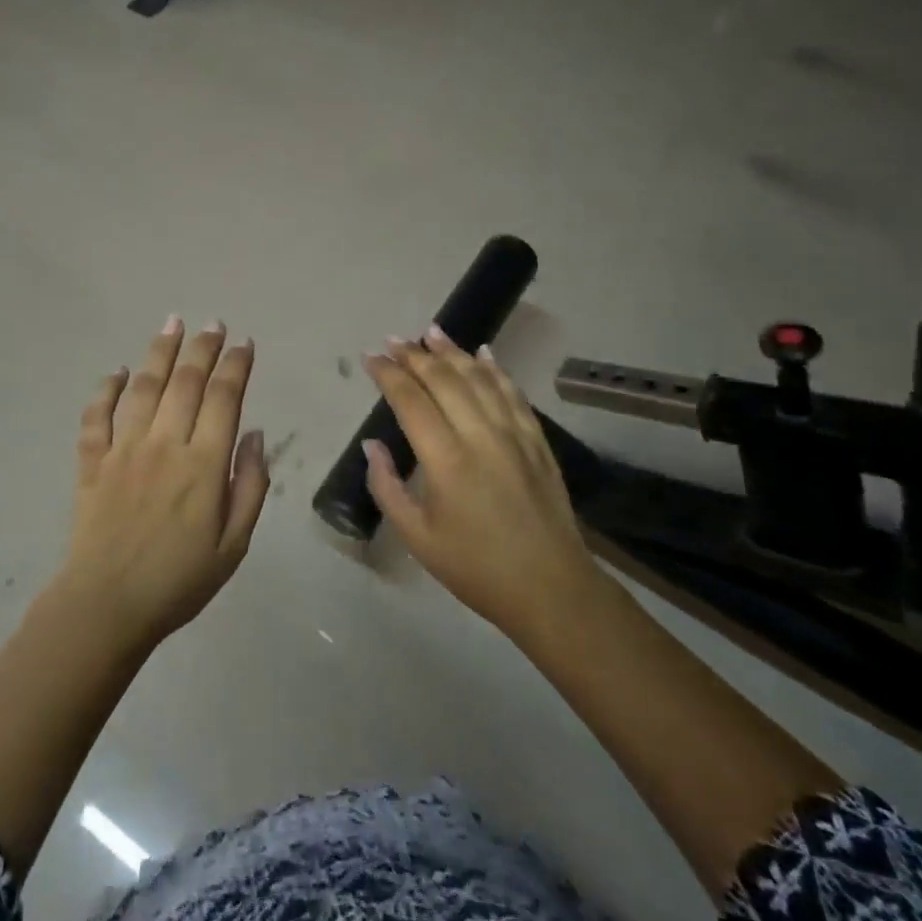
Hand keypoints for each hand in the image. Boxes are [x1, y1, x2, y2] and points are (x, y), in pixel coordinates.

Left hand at [58, 319, 269, 651]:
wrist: (106, 607)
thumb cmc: (178, 581)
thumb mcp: (234, 545)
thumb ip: (250, 486)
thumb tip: (255, 435)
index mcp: (203, 465)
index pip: (225, 399)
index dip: (236, 366)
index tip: (244, 344)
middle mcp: (164, 445)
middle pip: (186, 382)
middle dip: (203, 348)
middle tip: (213, 324)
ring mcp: (123, 450)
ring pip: (143, 388)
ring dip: (159, 352)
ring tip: (172, 324)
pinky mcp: (92, 462)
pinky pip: (96, 416)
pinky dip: (105, 389)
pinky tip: (115, 371)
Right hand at [362, 329, 600, 646]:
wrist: (551, 588)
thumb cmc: (476, 568)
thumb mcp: (418, 537)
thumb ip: (387, 487)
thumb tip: (370, 446)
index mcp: (446, 460)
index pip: (411, 401)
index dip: (388, 375)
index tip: (370, 357)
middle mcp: (480, 435)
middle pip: (444, 380)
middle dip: (414, 355)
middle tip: (393, 339)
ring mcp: (514, 434)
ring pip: (480, 379)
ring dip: (453, 352)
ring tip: (430, 332)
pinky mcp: (537, 441)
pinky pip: (514, 394)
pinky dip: (496, 370)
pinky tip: (483, 354)